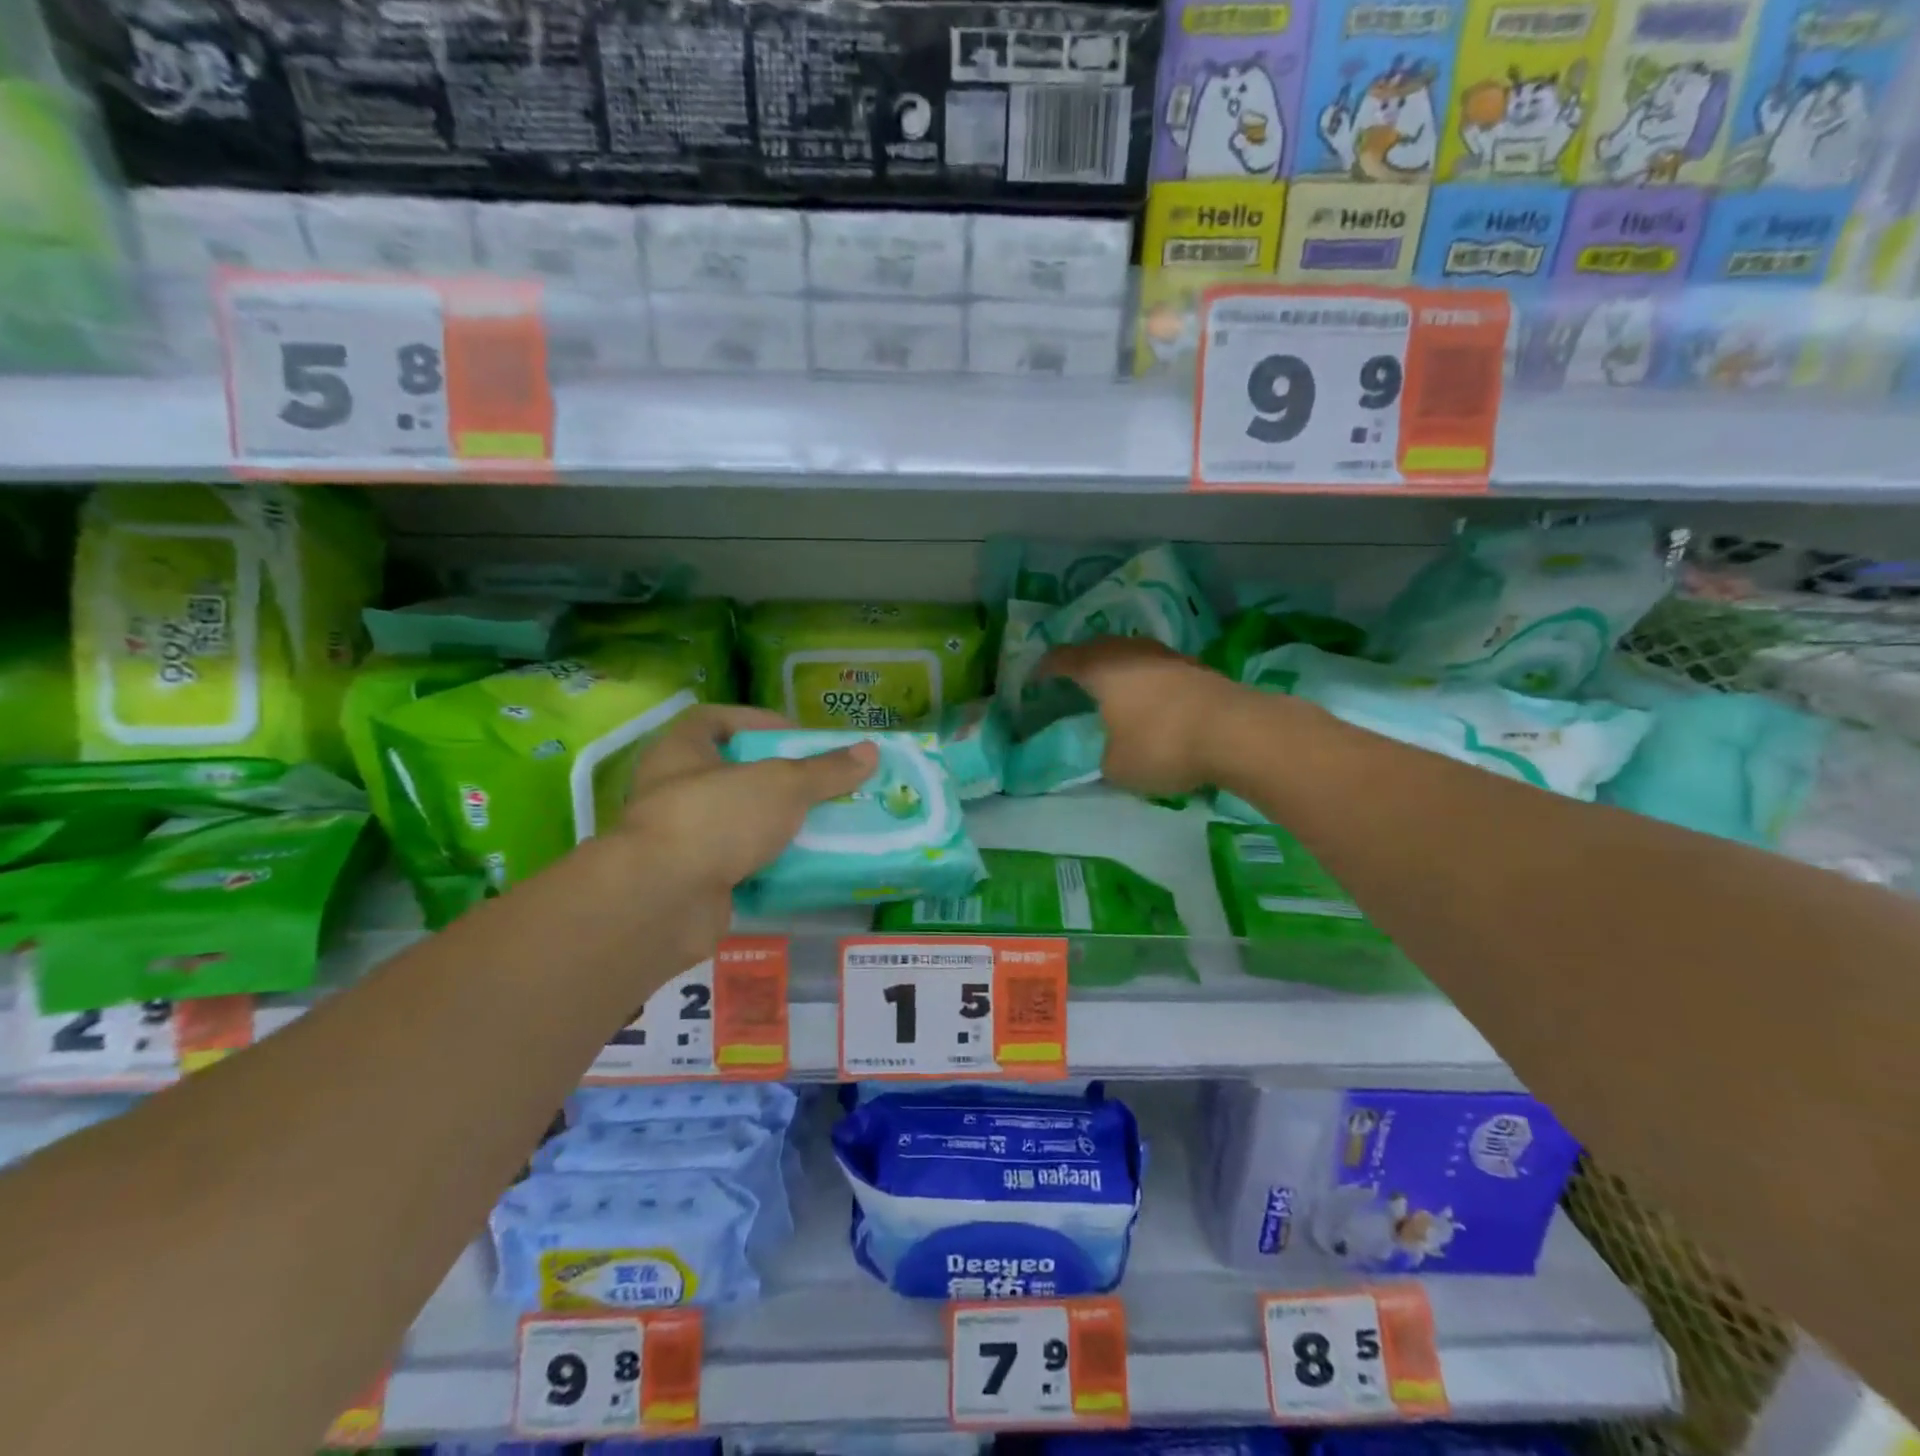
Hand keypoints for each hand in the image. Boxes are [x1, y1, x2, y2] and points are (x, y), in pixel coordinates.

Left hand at [620, 706, 876, 953]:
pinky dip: (769, 864)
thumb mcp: (782, 785)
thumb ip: (825, 770)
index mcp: (680, 751)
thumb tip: (870, 751)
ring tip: (823, 824)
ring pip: (739, 822)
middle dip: (779, 779)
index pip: (715, 719)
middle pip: (733, 774)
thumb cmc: (717, 818)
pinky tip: (805, 865)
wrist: (664, 901)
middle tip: (822, 784)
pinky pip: (740, 864)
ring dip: (778, 824)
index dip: (758, 721)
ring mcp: (681, 839)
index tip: (798, 737)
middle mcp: (673, 790)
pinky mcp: (693, 881)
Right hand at [1037, 637, 1245, 795]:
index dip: (1045, 668)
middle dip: (1082, 660)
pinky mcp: (1197, 668)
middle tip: (1071, 678)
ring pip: (1132, 654)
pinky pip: (1158, 668)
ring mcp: (1168, 656)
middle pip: (1098, 647)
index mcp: (1101, 669)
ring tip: (1111, 687)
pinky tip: (1149, 699)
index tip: (1035, 678)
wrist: (1238, 733)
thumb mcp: (1117, 767)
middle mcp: (1131, 652)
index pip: (1062, 659)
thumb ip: (1105, 757)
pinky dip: (1146, 680)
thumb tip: (1110, 753)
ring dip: (1118, 668)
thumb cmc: (1162, 745)